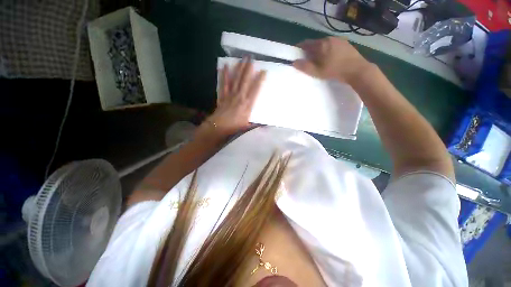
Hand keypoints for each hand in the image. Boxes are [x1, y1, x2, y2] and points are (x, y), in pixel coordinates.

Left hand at [203, 57, 266, 138]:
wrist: (219, 126)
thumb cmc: (234, 127)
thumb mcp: (247, 127)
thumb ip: (256, 124)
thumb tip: (266, 126)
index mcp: (247, 104)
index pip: (255, 90)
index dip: (259, 80)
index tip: (263, 71)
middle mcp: (240, 97)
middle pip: (245, 81)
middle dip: (248, 69)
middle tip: (251, 58)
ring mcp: (230, 95)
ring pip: (236, 79)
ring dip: (239, 69)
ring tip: (242, 59)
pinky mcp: (223, 95)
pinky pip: (224, 83)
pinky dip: (224, 74)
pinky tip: (225, 66)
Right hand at [293, 37, 371, 84]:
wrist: (357, 70)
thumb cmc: (335, 71)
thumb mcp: (317, 72)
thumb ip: (305, 67)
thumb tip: (294, 62)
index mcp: (321, 44)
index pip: (306, 43)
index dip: (300, 48)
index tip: (297, 54)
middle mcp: (329, 39)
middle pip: (316, 43)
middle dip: (310, 50)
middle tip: (309, 60)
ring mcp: (339, 40)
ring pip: (325, 44)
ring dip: (320, 50)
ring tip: (320, 60)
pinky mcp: (346, 43)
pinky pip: (333, 45)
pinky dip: (328, 50)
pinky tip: (331, 58)